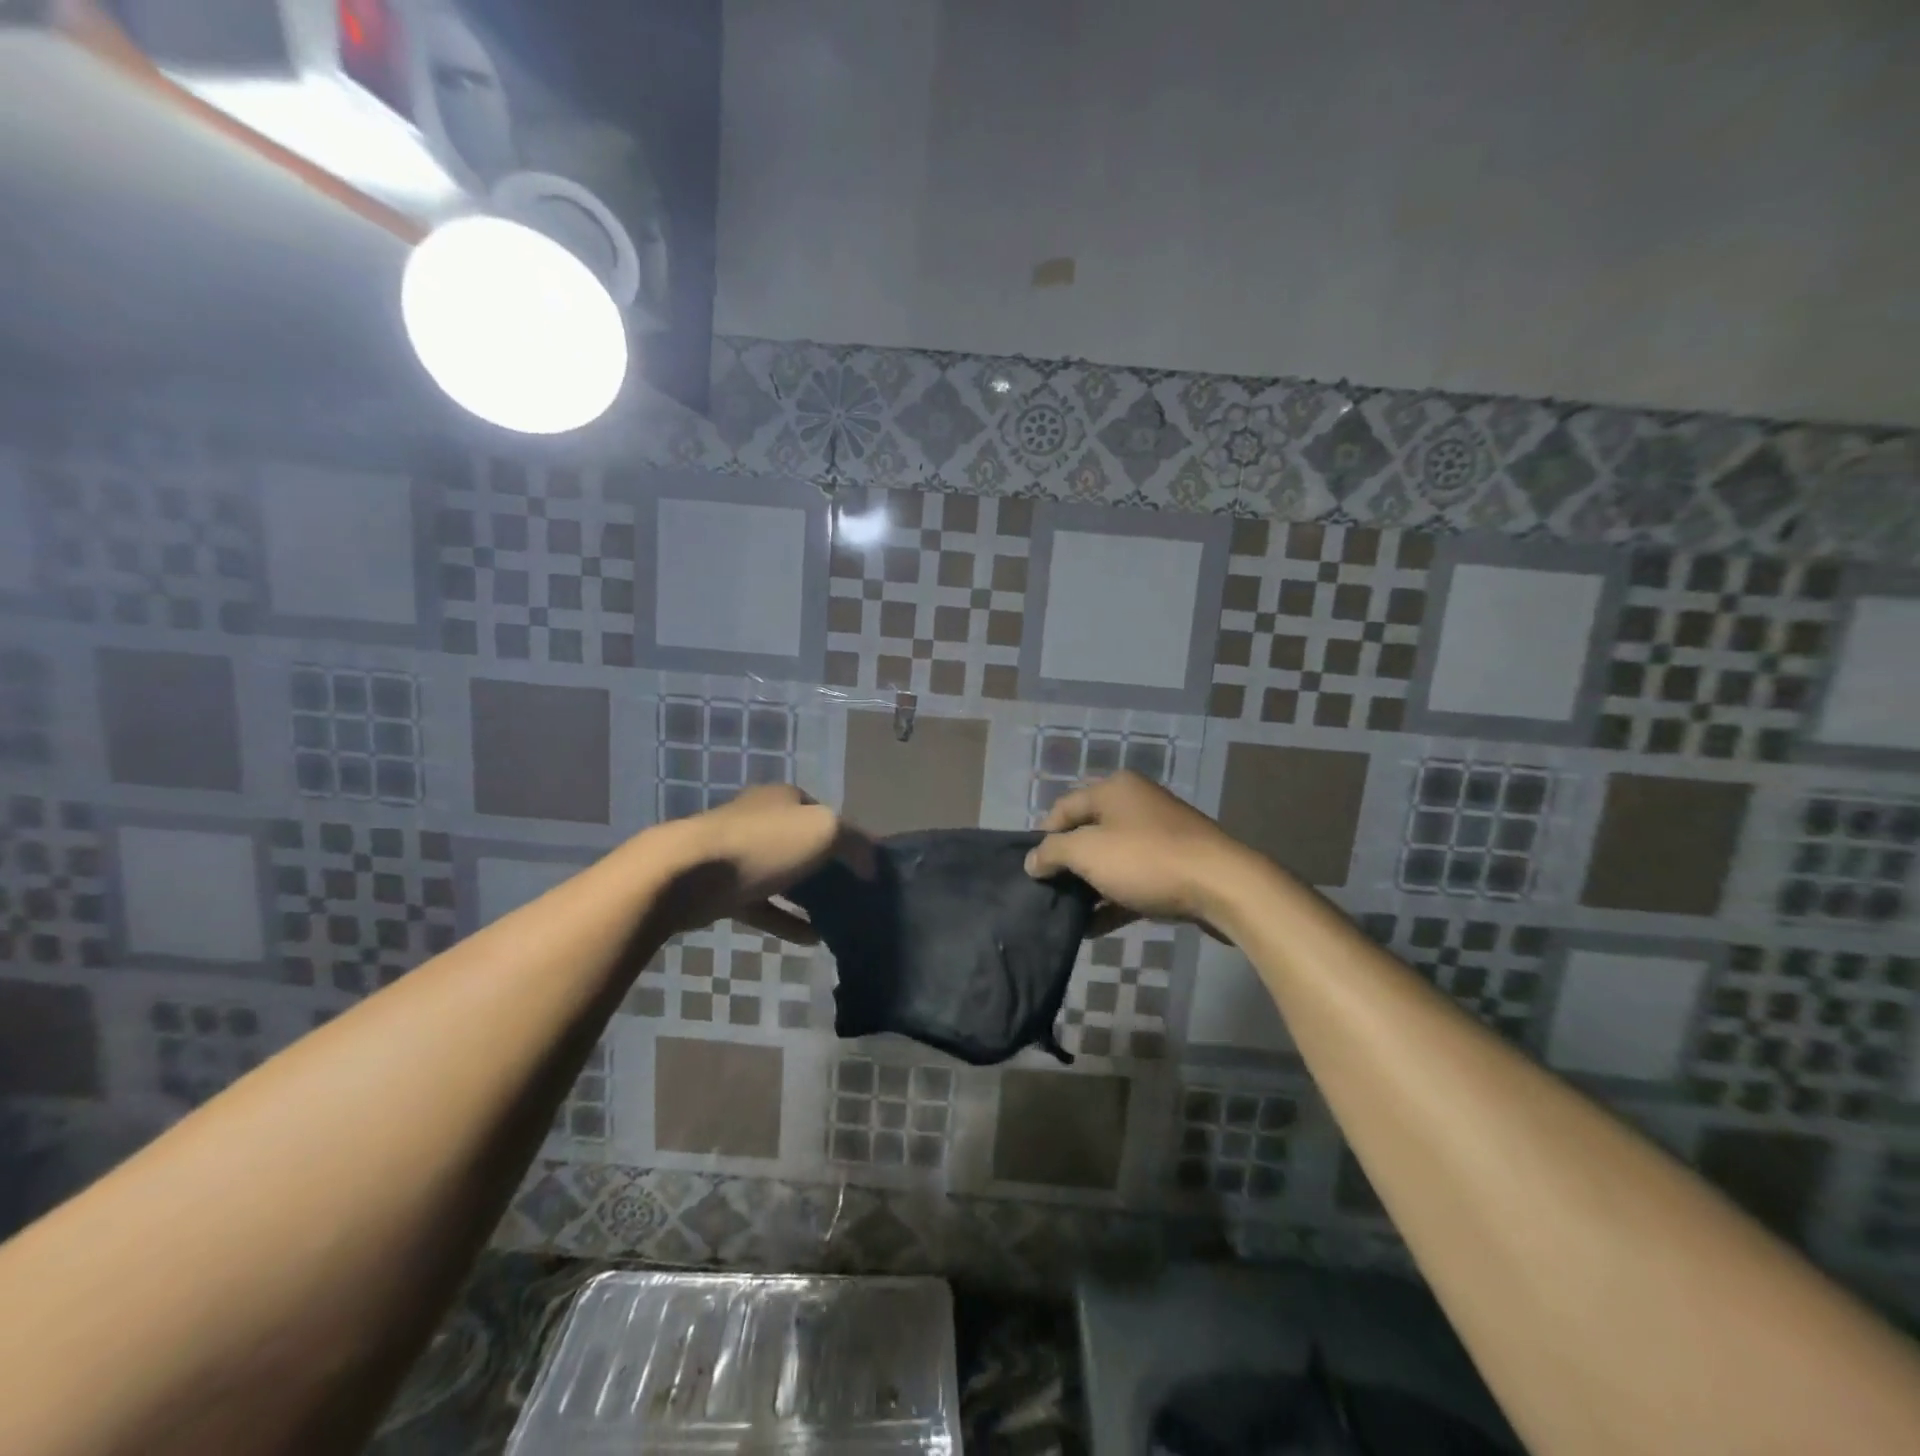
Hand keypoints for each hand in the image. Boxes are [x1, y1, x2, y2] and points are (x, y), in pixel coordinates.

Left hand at [653, 785, 870, 942]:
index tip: (869, 868)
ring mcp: (740, 855)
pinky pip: (766, 906)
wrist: (687, 873)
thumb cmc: (763, 843)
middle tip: (856, 894)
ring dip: (809, 895)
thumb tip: (870, 864)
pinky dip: (788, 920)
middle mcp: (762, 819)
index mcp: (786, 798)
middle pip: (804, 843)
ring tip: (838, 918)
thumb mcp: (824, 830)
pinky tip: (812, 938)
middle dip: (829, 867)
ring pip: (785, 875)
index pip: (827, 813)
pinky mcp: (724, 890)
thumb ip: (855, 843)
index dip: (850, 838)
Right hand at [1024, 772, 1251, 933]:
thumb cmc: (1147, 859)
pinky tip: (1093, 928)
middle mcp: (1136, 804)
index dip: (1043, 836)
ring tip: (1067, 913)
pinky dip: (1113, 901)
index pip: (1064, 807)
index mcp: (1114, 789)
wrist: (1222, 887)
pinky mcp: (1175, 867)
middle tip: (1048, 891)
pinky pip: (1133, 882)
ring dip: (1089, 886)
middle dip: (1067, 863)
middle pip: (1088, 832)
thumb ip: (1053, 852)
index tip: (1032, 870)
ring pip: (1112, 860)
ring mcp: (1159, 836)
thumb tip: (1032, 861)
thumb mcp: (1088, 852)